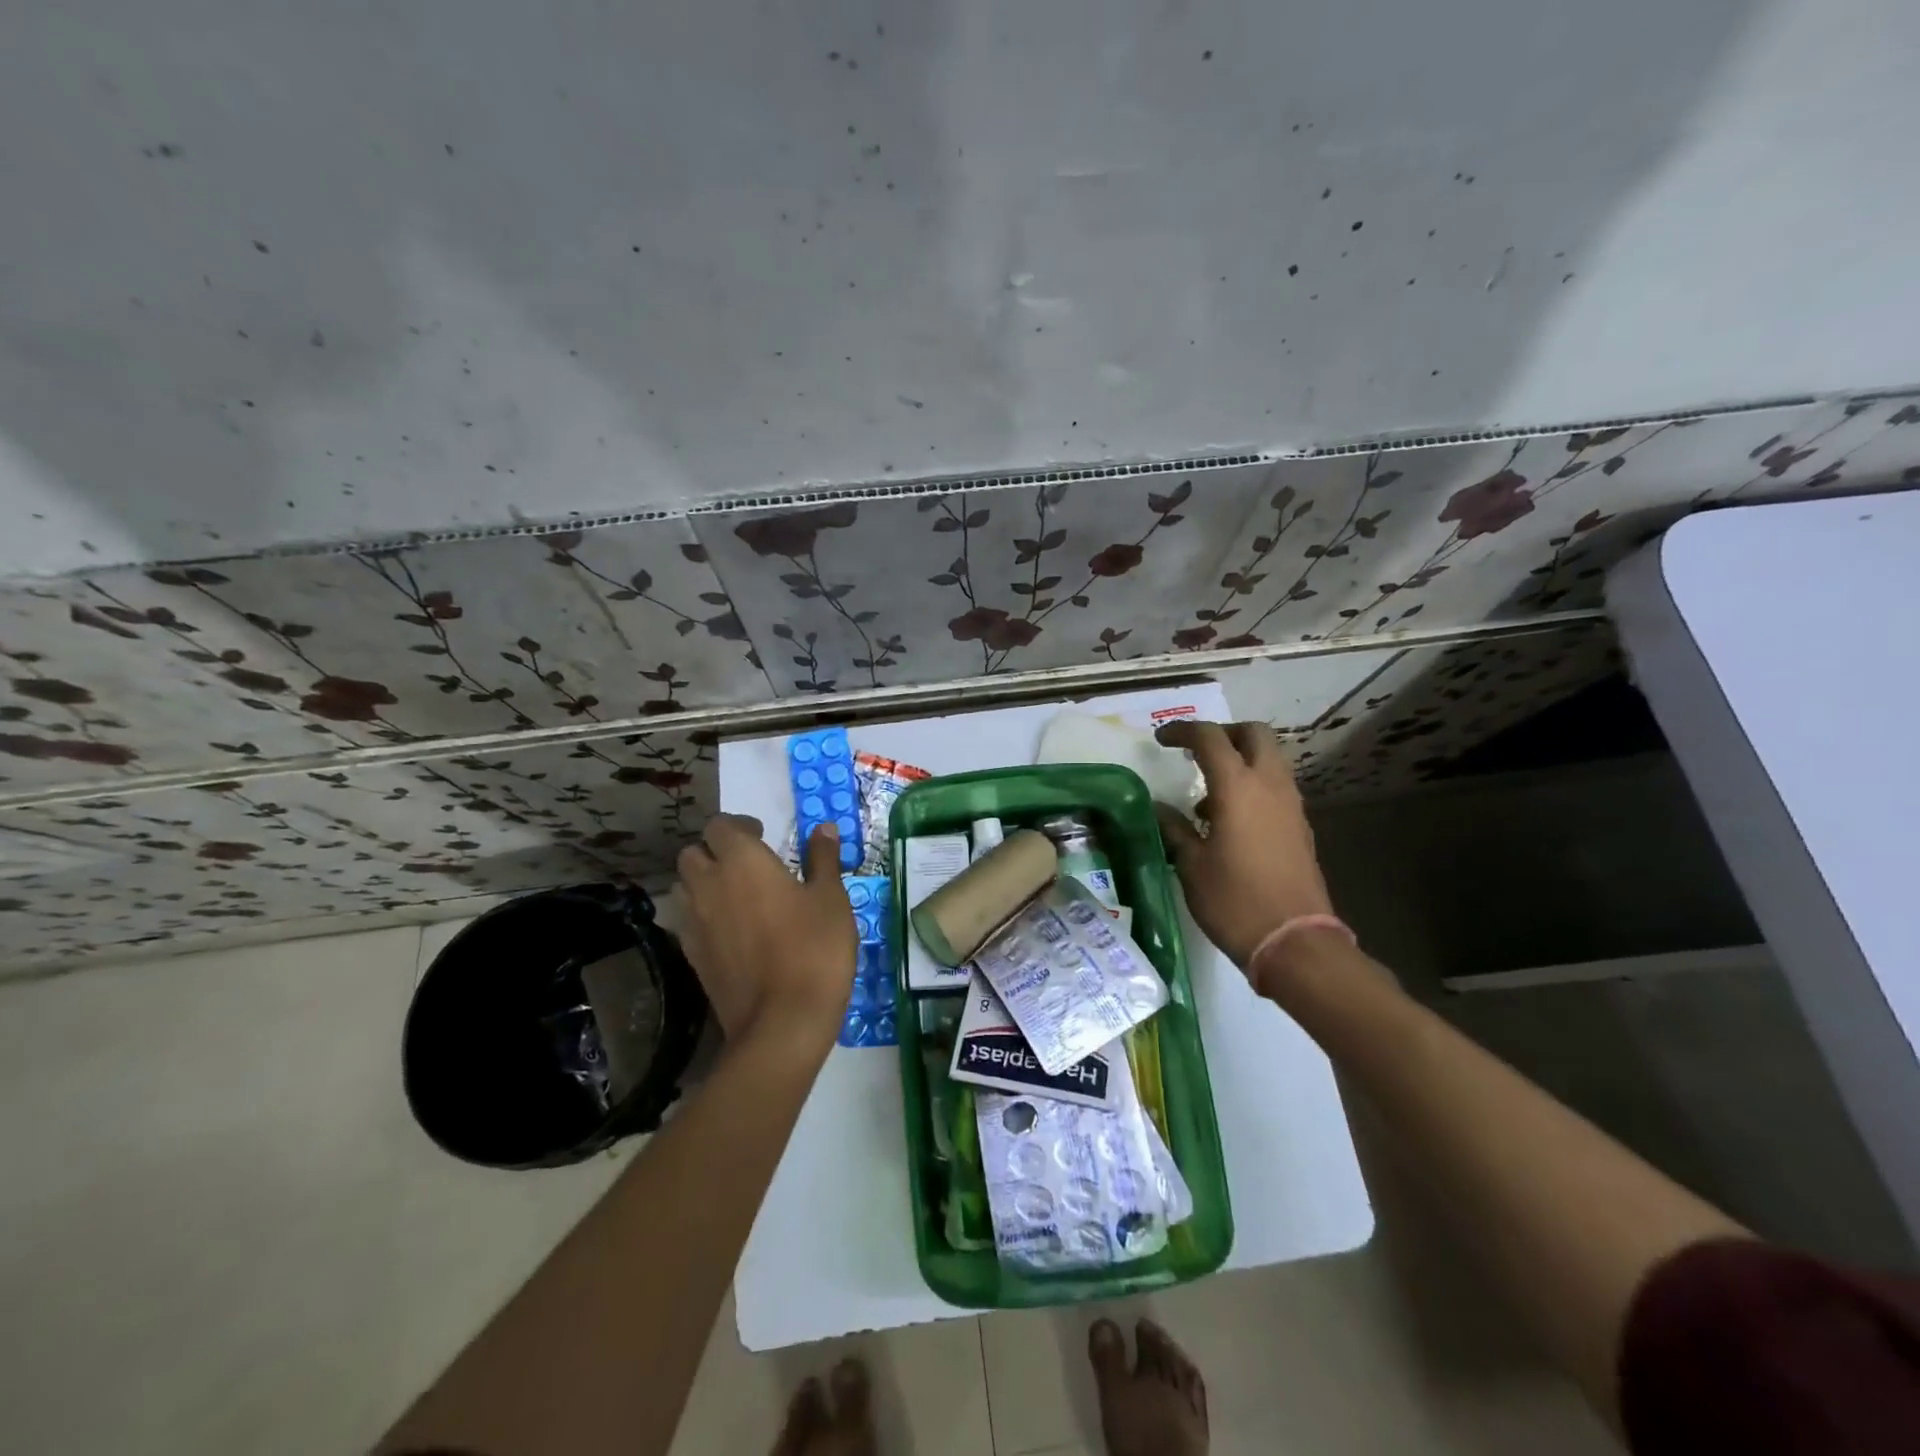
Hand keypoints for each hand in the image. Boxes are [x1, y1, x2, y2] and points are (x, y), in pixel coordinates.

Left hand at [676, 814, 855, 1054]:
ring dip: (702, 882)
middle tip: (747, 864)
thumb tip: (823, 828)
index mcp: (743, 861)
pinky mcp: (691, 956)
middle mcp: (709, 884)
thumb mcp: (831, 899)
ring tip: (734, 894)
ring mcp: (695, 922)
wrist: (782, 1022)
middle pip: (693, 853)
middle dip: (715, 851)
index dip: (739, 825)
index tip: (763, 835)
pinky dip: (701, 915)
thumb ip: (823, 859)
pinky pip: (686, 921)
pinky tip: (729, 930)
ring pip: (684, 886)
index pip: (721, 826)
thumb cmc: (814, 949)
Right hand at [1153, 721, 1335, 972]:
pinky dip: (1253, 786)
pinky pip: (1276, 787)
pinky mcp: (1300, 827)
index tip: (1161, 740)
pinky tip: (1230, 822)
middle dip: (1223, 734)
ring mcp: (1291, 805)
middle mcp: (1270, 785)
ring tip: (1207, 796)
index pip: (1210, 738)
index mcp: (1238, 787)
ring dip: (1240, 761)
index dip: (1182, 731)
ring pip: (1270, 759)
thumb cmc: (1234, 901)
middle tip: (1196, 751)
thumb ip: (1174, 829)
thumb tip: (1159, 808)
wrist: (1294, 943)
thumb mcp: (1192, 865)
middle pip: (1254, 734)